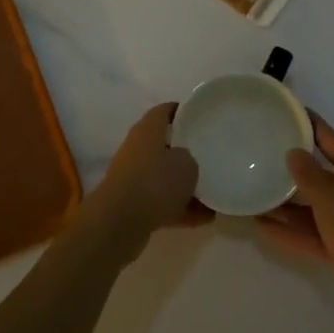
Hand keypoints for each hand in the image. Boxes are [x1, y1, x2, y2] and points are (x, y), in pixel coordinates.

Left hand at [78, 104, 209, 262]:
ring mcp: (134, 177)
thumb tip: (187, 163)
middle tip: (212, 156)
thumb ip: (191, 159)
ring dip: (186, 186)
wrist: (119, 222)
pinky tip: (206, 219)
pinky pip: (163, 202)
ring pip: (165, 177)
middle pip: (165, 145)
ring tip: (214, 193)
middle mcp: (138, 149)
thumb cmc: (155, 182)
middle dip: (187, 152)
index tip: (202, 117)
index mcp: (147, 130)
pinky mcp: (134, 204)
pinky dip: (181, 209)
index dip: (183, 111)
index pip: (165, 110)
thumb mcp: (187, 164)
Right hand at [256, 114, 333, 326]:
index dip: (307, 123)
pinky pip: (312, 232)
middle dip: (291, 166)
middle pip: (319, 172)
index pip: (329, 138)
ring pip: (312, 205)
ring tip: (254, 192)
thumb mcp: (331, 199)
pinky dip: (291, 229)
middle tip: (259, 153)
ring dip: (286, 202)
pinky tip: (262, 227)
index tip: (283, 111)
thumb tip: (292, 153)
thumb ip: (308, 176)